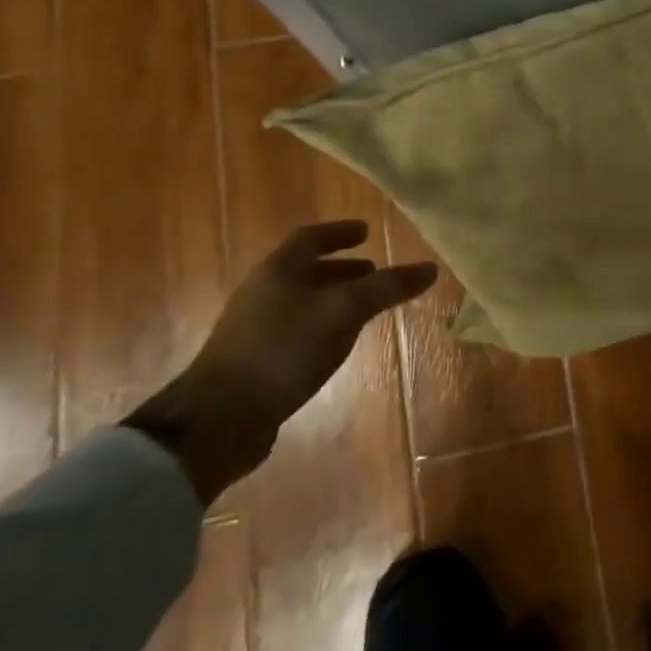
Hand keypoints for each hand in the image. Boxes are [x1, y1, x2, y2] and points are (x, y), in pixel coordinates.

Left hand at [126, 221, 437, 502]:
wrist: (220, 419)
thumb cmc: (285, 349)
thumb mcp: (344, 312)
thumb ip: (387, 288)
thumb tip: (430, 267)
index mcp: (279, 270)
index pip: (311, 237)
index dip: (340, 232)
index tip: (366, 231)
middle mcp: (263, 291)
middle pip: (305, 269)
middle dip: (341, 268)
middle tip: (373, 271)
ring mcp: (254, 327)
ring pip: (301, 300)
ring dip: (332, 297)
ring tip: (363, 307)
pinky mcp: (253, 360)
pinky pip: (295, 328)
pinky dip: (321, 324)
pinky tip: (337, 343)